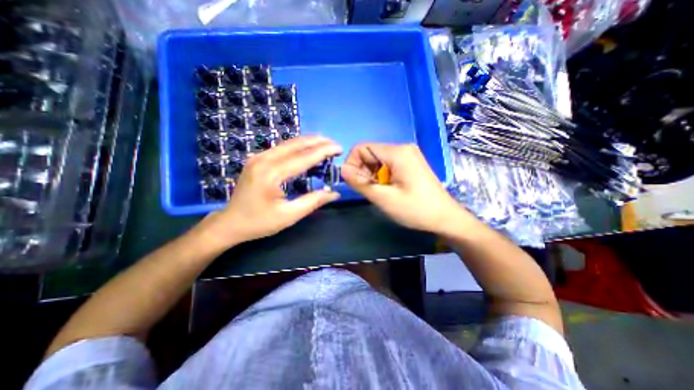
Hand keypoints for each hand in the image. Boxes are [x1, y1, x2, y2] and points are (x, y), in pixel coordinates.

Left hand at [194, 136, 340, 248]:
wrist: (230, 223)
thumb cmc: (259, 222)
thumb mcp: (289, 216)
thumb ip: (313, 201)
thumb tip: (334, 193)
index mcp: (271, 174)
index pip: (303, 157)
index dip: (323, 152)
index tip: (339, 148)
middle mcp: (263, 160)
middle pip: (295, 144)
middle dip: (318, 142)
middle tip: (334, 144)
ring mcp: (258, 157)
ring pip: (288, 143)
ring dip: (308, 142)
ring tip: (325, 144)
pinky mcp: (257, 159)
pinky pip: (281, 148)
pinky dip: (297, 147)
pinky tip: (307, 149)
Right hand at [340, 142, 468, 233]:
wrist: (445, 218)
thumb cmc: (416, 209)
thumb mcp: (385, 198)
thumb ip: (361, 183)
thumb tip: (342, 170)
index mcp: (397, 152)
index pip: (362, 148)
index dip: (352, 164)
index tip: (355, 183)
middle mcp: (402, 148)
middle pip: (369, 153)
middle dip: (362, 171)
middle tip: (369, 190)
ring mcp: (406, 155)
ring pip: (376, 160)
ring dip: (371, 175)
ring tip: (379, 192)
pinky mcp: (408, 164)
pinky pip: (386, 165)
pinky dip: (380, 176)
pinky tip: (387, 189)